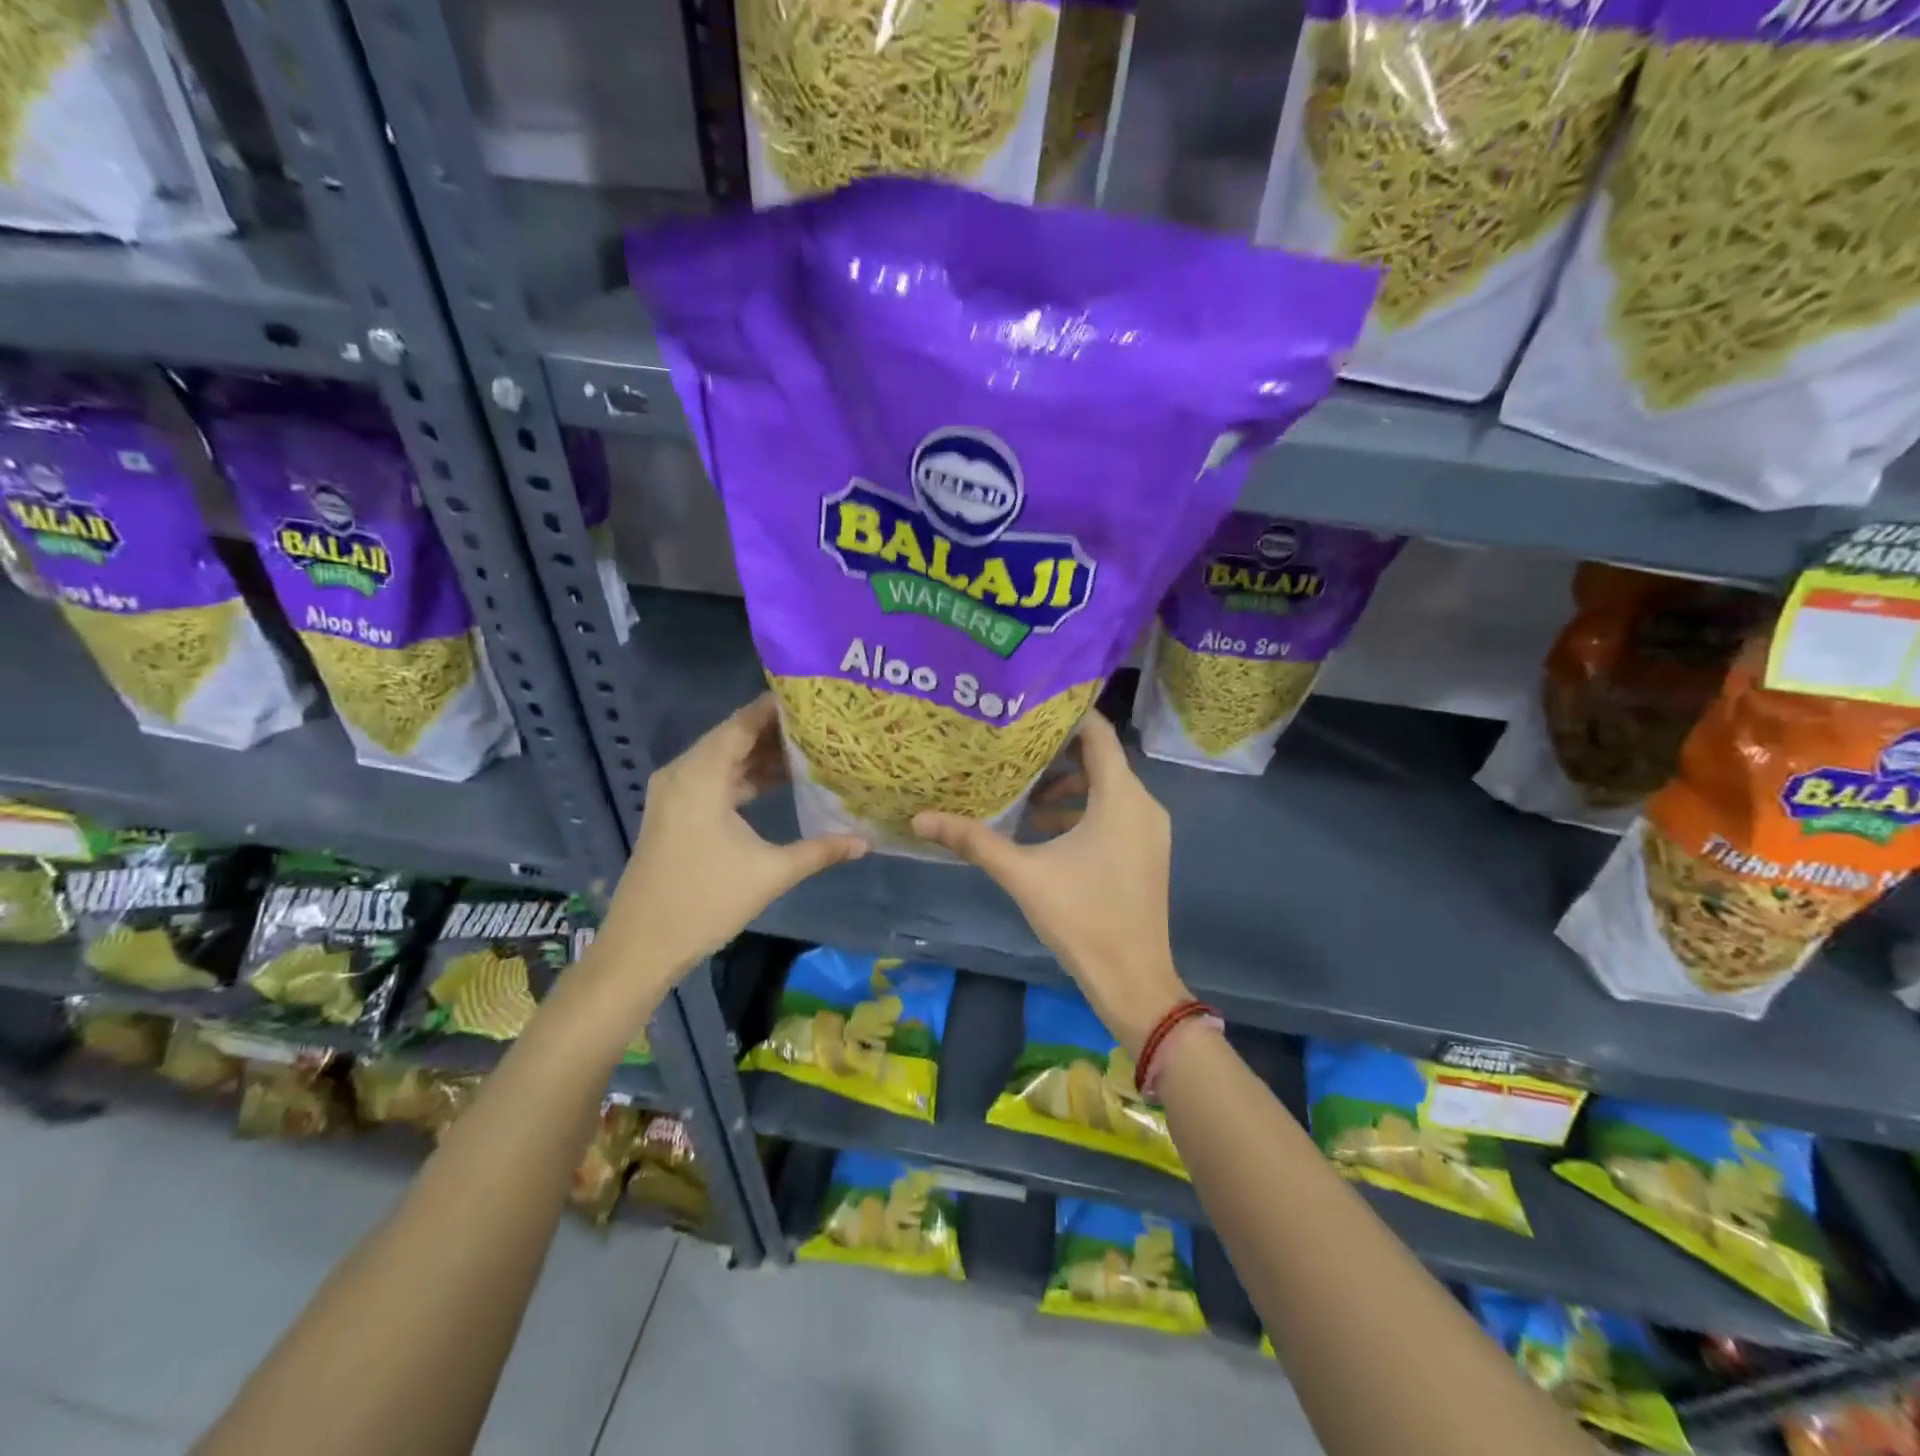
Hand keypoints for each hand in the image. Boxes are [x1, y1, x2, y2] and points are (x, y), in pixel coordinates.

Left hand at [602, 694, 865, 984]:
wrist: (642, 945)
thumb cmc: (705, 901)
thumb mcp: (770, 873)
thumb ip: (820, 851)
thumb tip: (865, 842)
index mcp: (701, 775)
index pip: (743, 722)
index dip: (777, 707)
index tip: (815, 699)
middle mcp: (683, 773)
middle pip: (733, 736)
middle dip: (776, 730)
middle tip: (822, 723)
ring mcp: (674, 793)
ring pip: (723, 759)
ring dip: (760, 755)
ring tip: (809, 747)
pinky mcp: (674, 812)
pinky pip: (714, 779)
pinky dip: (744, 776)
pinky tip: (778, 782)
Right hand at [914, 711, 1188, 1056]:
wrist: (1133, 979)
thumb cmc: (1082, 918)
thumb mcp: (1023, 874)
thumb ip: (974, 841)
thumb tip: (920, 819)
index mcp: (1121, 797)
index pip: (1097, 732)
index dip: (1066, 714)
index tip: (1028, 705)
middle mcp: (1143, 804)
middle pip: (1100, 758)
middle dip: (1056, 751)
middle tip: (1011, 744)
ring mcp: (1150, 829)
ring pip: (1107, 787)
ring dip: (1067, 785)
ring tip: (1022, 790)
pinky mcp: (1146, 850)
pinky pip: (1115, 811)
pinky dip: (1083, 809)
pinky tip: (1044, 827)